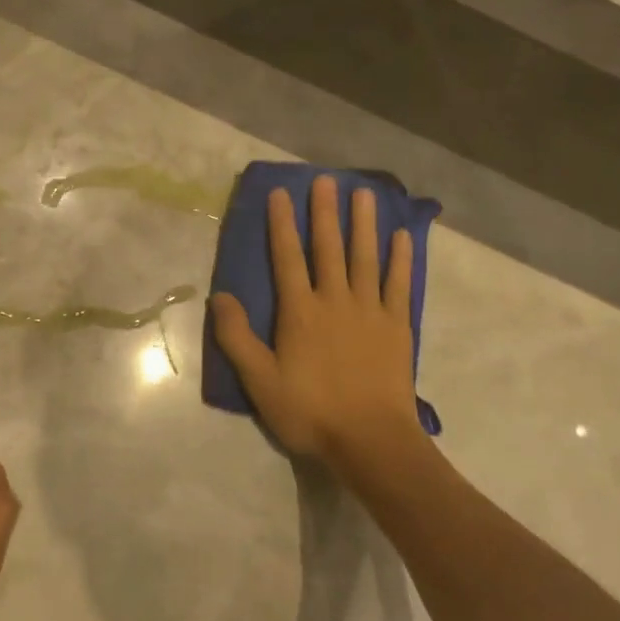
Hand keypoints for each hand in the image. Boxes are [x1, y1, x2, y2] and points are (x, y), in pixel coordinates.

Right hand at [210, 176, 418, 464]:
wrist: (370, 440)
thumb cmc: (310, 412)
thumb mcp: (260, 381)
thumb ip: (237, 337)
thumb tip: (219, 296)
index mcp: (300, 312)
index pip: (287, 258)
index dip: (281, 225)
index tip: (281, 194)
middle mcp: (335, 301)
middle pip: (328, 248)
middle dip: (324, 213)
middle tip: (325, 180)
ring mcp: (370, 311)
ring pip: (365, 258)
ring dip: (363, 224)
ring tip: (364, 194)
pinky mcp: (397, 326)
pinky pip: (399, 284)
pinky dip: (400, 259)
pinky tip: (400, 237)